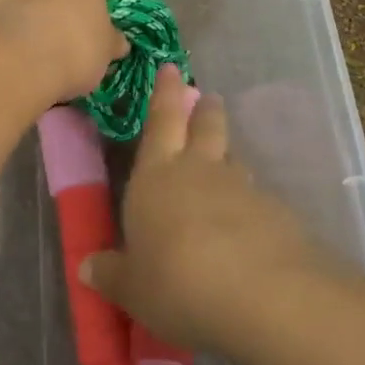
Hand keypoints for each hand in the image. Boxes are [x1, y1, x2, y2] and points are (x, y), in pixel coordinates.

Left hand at [0, 0, 126, 106]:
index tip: (108, 32)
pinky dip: (20, 23)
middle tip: (77, 37)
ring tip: (48, 45)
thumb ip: (112, 39)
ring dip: (42, 12)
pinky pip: (12, 9)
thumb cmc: (74, 43)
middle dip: (71, 5)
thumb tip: (116, 42)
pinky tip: (25, 48)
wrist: (13, 58)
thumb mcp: (106, 48)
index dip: (108, 9)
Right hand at [82, 65, 332, 350]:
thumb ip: (112, 274)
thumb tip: (88, 267)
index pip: (159, 122)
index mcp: (157, 176)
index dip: (163, 94)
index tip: (170, 68)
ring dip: (228, 157)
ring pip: (234, 160)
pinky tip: (247, 227)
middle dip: (204, 110)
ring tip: (225, 164)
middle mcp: (200, 171)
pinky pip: (257, 198)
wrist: (262, 296)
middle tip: (206, 98)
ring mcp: (243, 189)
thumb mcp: (132, 288)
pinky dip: (250, 204)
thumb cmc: (177, 283)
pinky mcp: (277, 213)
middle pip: (205, 126)